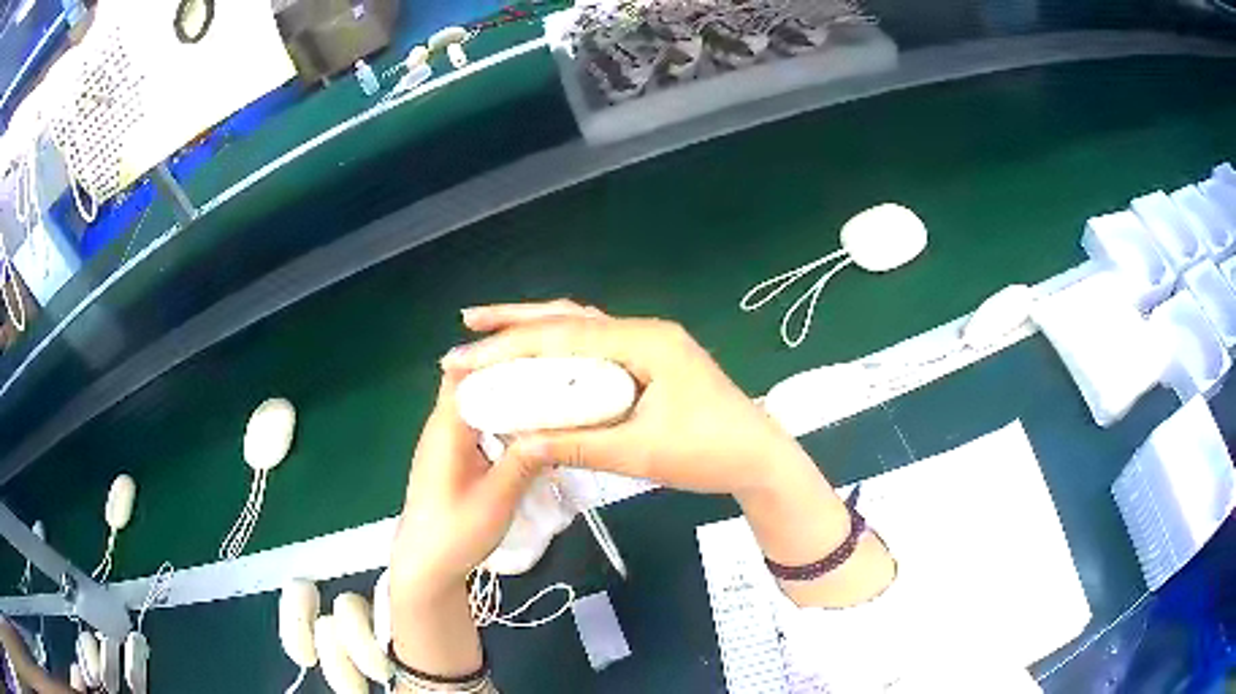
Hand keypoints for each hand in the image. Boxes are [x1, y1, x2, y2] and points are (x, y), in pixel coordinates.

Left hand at [387, 371, 539, 677]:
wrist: (425, 566)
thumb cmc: (455, 533)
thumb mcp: (496, 499)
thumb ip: (524, 460)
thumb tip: (554, 426)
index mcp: (447, 428)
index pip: (468, 372)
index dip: (500, 357)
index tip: (541, 354)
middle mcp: (443, 426)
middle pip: (475, 384)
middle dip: (511, 376)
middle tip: (556, 377)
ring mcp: (447, 443)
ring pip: (478, 405)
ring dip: (509, 400)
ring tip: (550, 399)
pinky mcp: (453, 459)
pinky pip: (479, 426)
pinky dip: (503, 422)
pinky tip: (530, 432)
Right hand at [445, 301, 815, 500]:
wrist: (760, 459)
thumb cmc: (710, 453)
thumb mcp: (641, 453)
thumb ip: (578, 445)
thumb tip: (518, 442)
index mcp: (644, 342)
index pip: (564, 337)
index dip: (509, 346)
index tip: (465, 357)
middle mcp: (644, 331)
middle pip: (570, 317)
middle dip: (517, 319)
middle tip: (470, 322)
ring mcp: (649, 344)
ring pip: (582, 329)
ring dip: (538, 330)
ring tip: (493, 333)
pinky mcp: (651, 362)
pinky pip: (596, 349)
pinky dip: (562, 352)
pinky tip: (540, 360)